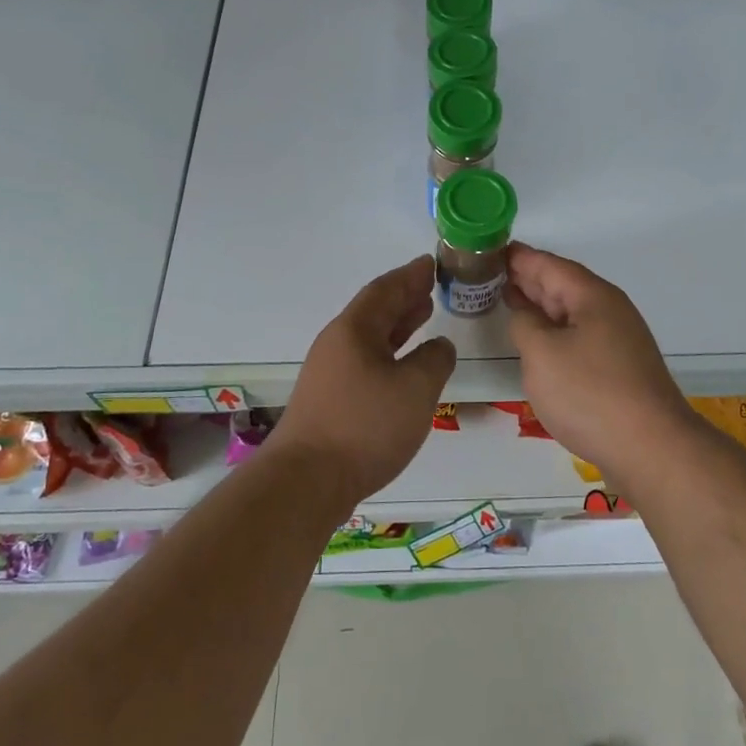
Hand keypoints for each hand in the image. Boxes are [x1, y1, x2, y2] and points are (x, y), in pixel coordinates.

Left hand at [273, 255, 456, 502]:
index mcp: (355, 329)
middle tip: (432, 286)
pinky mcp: (330, 401)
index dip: (411, 275)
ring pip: (370, 337)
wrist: (307, 482)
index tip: (432, 263)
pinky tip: (404, 366)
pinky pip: (366, 361)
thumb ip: (435, 359)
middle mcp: (338, 344)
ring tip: (424, 315)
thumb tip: (439, 346)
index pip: (386, 289)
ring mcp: (330, 373)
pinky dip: (390, 352)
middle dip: (404, 297)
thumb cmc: (365, 426)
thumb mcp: (416, 388)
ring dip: (398, 324)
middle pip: (375, 310)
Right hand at [505, 242, 699, 482]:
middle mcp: (609, 310)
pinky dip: (553, 330)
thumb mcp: (542, 354)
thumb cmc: (590, 394)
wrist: (651, 448)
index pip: (549, 264)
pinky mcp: (618, 367)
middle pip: (562, 284)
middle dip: (527, 278)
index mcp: (592, 296)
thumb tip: (525, 313)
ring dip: (540, 305)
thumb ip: (524, 324)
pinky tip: (538, 341)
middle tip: (490, 273)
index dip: (519, 257)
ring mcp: (617, 339)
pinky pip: (578, 336)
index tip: (491, 249)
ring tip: (507, 299)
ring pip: (571, 312)